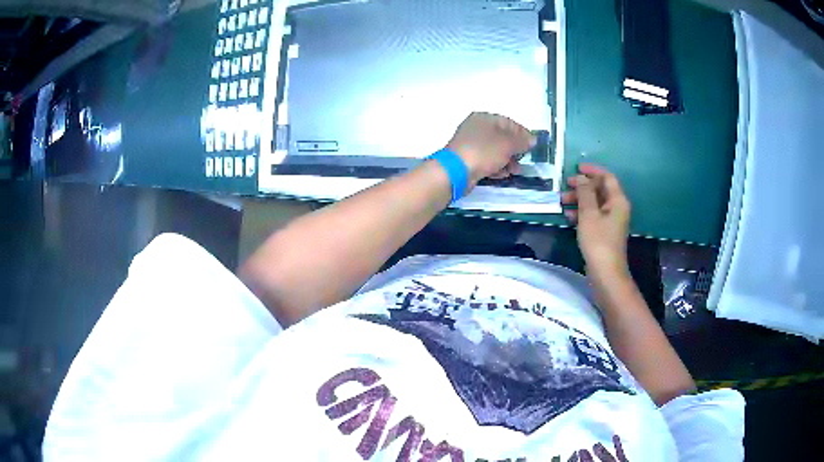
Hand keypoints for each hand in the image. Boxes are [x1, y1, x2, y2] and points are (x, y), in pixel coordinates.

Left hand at [446, 112, 535, 187]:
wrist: (456, 171)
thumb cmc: (483, 151)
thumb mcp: (507, 144)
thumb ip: (522, 142)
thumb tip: (532, 140)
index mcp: (484, 118)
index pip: (509, 122)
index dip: (522, 133)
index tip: (533, 145)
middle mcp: (476, 128)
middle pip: (501, 137)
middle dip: (515, 150)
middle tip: (523, 160)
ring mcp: (470, 144)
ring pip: (494, 150)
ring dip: (507, 160)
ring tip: (515, 170)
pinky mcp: (467, 159)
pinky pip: (486, 160)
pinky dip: (495, 166)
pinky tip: (502, 174)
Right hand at [561, 164, 630, 274]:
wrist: (606, 272)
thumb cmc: (598, 241)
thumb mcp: (589, 214)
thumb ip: (585, 193)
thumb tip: (581, 178)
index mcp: (617, 200)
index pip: (607, 177)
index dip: (592, 170)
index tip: (576, 168)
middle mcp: (617, 208)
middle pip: (600, 189)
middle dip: (582, 187)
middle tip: (565, 187)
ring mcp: (611, 221)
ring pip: (595, 203)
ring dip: (579, 200)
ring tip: (562, 202)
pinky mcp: (604, 232)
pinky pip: (593, 216)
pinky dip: (581, 213)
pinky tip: (568, 217)